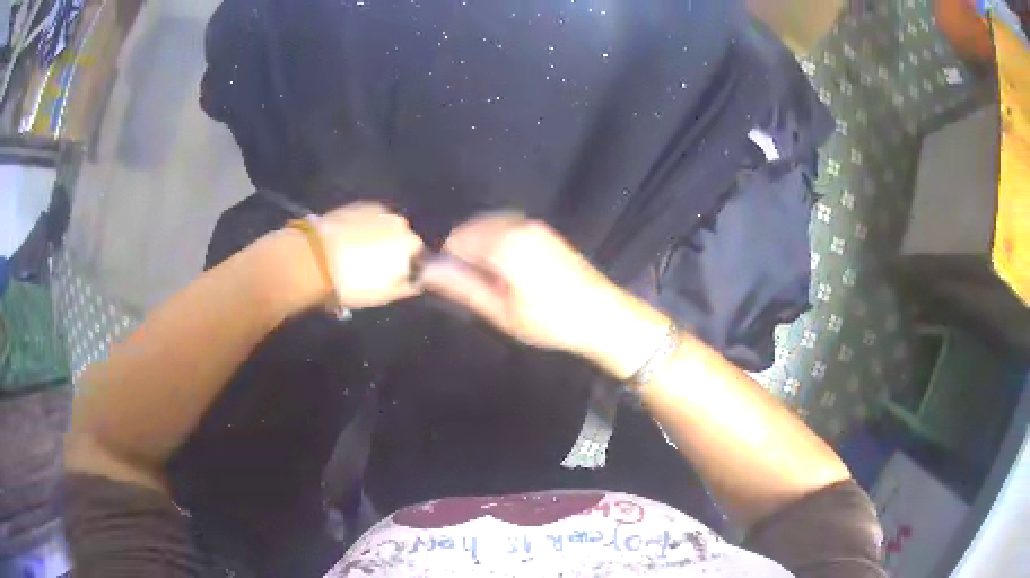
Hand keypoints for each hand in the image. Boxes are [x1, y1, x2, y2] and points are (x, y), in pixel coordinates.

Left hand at [316, 202, 424, 308]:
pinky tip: (348, 238)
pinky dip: (363, 226)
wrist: (316, 257)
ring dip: (377, 237)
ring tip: (356, 251)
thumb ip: (407, 286)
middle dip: (391, 250)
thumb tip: (414, 280)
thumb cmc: (352, 282)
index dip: (404, 269)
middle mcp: (401, 224)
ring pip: (385, 227)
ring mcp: (380, 211)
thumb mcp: (383, 295)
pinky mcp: (361, 204)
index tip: (388, 278)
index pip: (418, 259)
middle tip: (370, 266)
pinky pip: (369, 218)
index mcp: (411, 247)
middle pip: (402, 239)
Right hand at [419, 213, 668, 376]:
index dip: (449, 264)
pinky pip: (507, 229)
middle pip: (471, 229)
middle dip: (466, 255)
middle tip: (480, 290)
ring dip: (482, 250)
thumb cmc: (549, 320)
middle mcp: (517, 224)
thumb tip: (427, 272)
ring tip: (496, 284)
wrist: (602, 315)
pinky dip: (498, 244)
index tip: (459, 289)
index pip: (456, 240)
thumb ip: (462, 287)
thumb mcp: (500, 312)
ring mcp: (533, 225)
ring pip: (488, 227)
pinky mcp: (544, 231)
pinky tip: (511, 273)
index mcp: (504, 243)